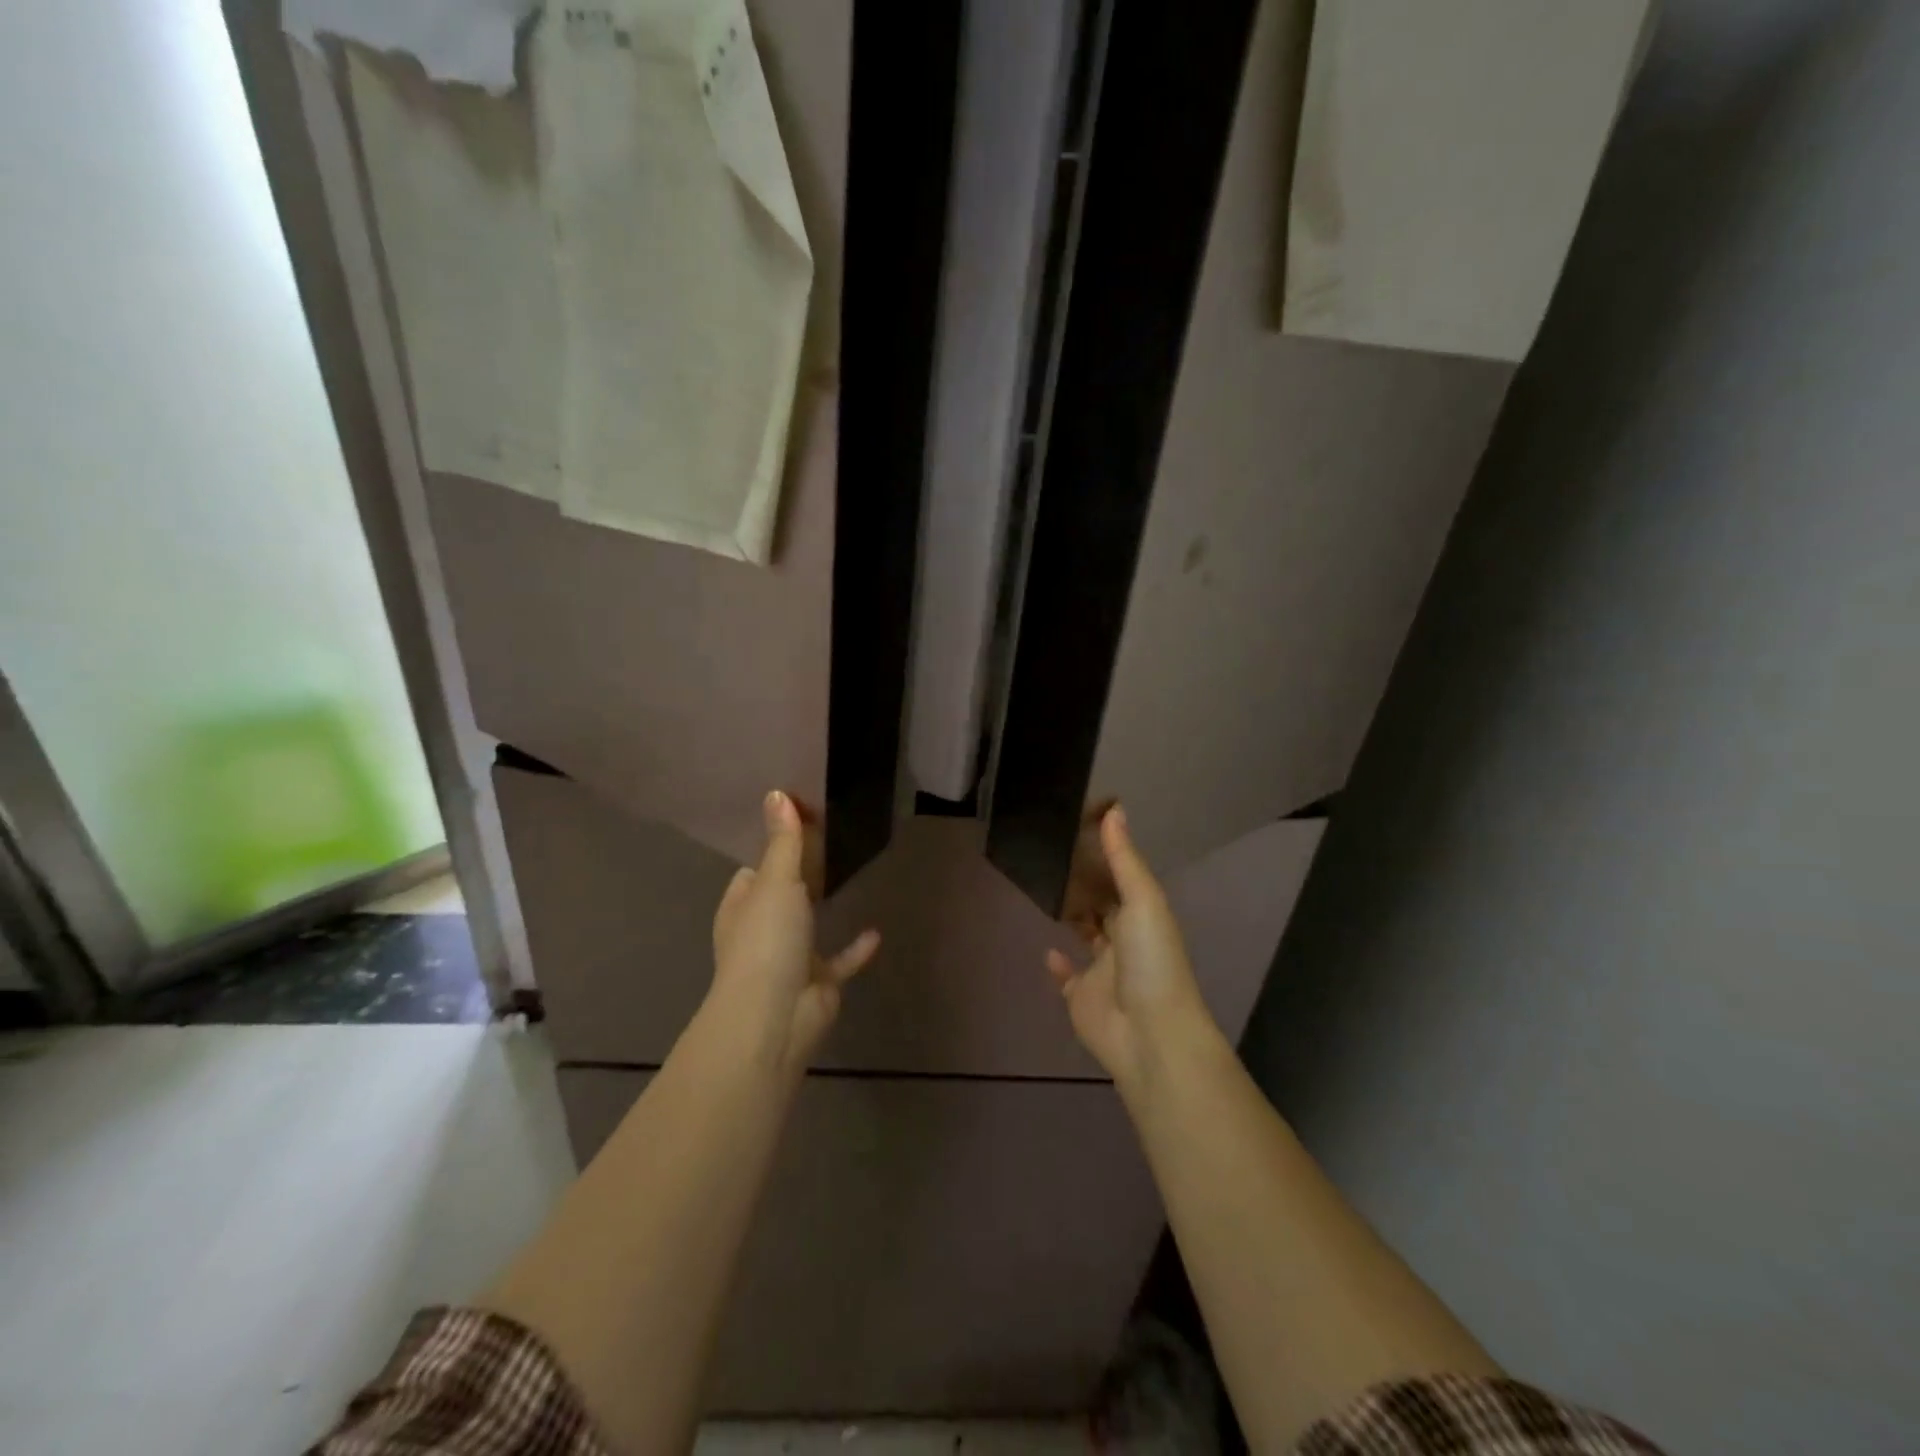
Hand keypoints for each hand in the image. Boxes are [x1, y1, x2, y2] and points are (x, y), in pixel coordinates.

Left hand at [709, 790, 879, 1074]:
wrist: (776, 1016)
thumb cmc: (767, 940)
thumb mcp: (776, 881)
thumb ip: (783, 841)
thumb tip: (777, 793)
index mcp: (742, 907)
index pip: (753, 872)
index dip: (773, 848)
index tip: (802, 824)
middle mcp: (761, 931)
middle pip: (783, 895)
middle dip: (801, 875)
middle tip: (832, 842)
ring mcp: (789, 959)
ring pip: (808, 927)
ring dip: (823, 910)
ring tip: (850, 878)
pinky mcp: (818, 984)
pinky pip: (840, 961)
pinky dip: (855, 949)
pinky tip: (876, 931)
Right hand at [1046, 806, 1221, 1088]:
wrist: (1149, 1035)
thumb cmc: (1150, 962)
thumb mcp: (1143, 902)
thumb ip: (1124, 859)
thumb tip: (1114, 808)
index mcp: (1142, 916)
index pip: (1121, 879)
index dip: (1104, 857)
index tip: (1078, 829)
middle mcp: (1124, 940)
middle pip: (1102, 906)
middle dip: (1084, 885)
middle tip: (1050, 856)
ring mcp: (1102, 971)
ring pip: (1085, 937)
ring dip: (1072, 918)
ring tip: (1044, 892)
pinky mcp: (1081, 998)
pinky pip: (1067, 978)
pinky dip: (1058, 964)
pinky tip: (1045, 949)